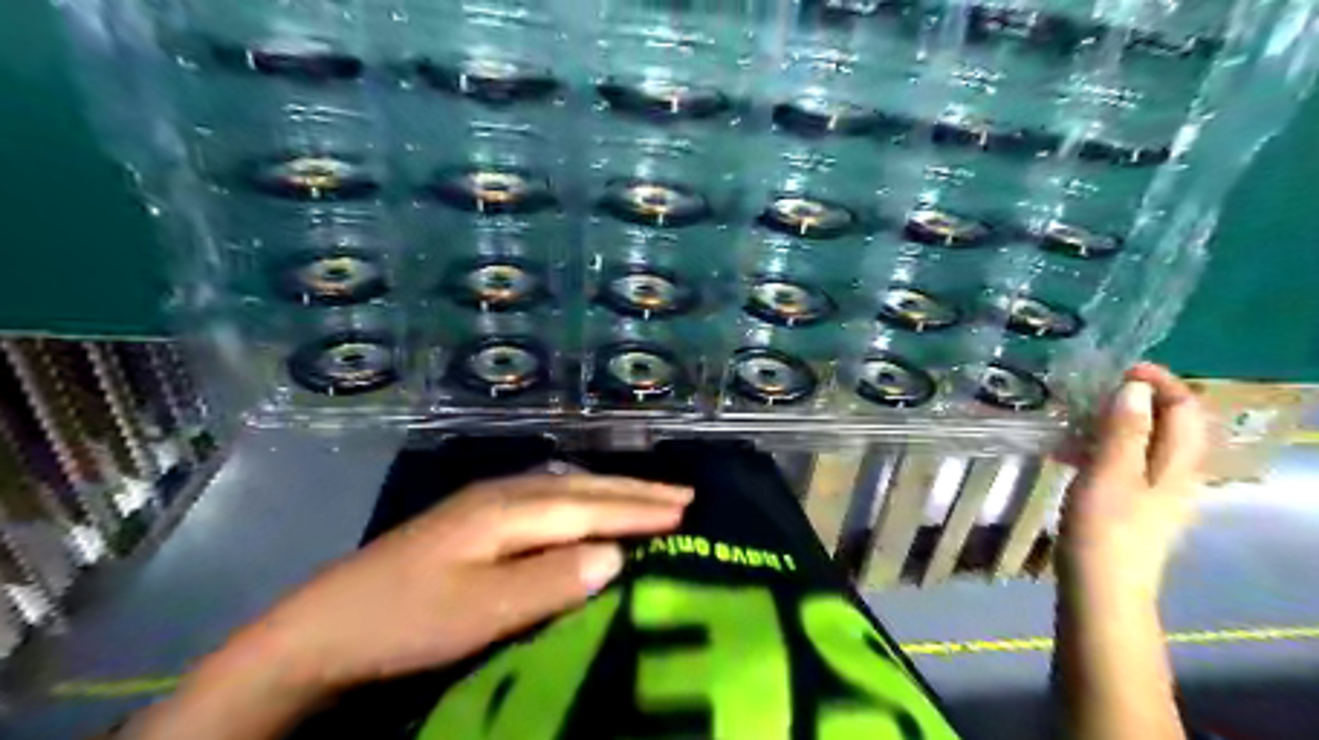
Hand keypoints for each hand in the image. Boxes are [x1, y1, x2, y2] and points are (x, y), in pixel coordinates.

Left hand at [231, 474, 694, 700]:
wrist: (324, 625)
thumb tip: (616, 555)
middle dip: (634, 492)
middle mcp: (503, 494)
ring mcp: (487, 503)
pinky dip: (582, 499)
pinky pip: (548, 498)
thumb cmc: (405, 620)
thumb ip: (550, 581)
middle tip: (684, 495)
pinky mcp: (476, 519)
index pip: (589, 508)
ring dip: (611, 491)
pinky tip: (586, 505)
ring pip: (566, 488)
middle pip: (582, 488)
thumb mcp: (480, 611)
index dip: (638, 511)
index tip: (686, 512)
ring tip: (649, 497)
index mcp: (508, 510)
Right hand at [1058, 361, 1202, 604]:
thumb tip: (1134, 386)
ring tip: (1072, 417)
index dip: (1161, 381)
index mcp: (1178, 464)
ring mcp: (1154, 493)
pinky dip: (1100, 448)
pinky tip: (1066, 453)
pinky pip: (1122, 463)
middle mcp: (1175, 475)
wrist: (1101, 589)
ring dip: (1112, 423)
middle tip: (1091, 391)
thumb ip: (1124, 430)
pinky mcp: (1131, 507)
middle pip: (1168, 424)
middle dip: (1134, 400)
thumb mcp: (1110, 473)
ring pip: (1141, 443)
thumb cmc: (1105, 529)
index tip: (1120, 368)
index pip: (1186, 408)